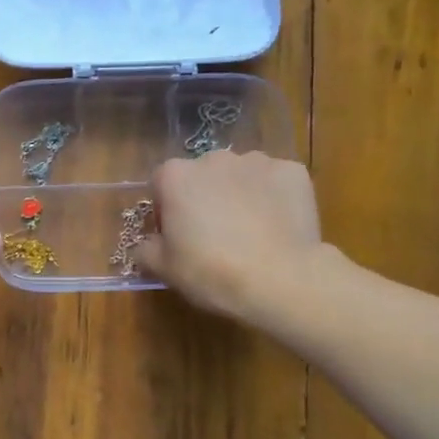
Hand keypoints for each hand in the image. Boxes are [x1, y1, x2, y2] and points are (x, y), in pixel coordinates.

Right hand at [134, 151, 327, 320]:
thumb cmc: (211, 272)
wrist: (280, 279)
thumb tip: (149, 243)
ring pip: (239, 176)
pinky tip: (277, 226)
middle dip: (203, 198)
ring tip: (250, 231)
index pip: (160, 184)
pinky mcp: (292, 171)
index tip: (176, 236)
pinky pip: (274, 182)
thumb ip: (146, 249)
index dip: (165, 209)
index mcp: (176, 176)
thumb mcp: (164, 269)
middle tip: (213, 235)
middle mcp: (214, 158)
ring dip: (238, 194)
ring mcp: (256, 161)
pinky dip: (273, 197)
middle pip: (201, 175)